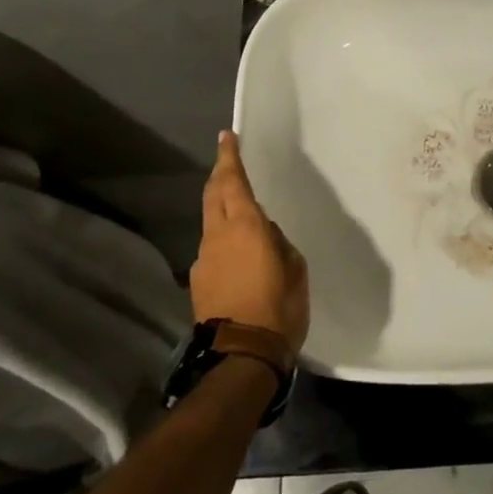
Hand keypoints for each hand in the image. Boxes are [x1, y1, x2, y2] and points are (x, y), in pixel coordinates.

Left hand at [191, 131, 309, 352]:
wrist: (242, 355)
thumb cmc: (279, 308)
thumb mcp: (295, 269)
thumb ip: (279, 243)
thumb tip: (265, 234)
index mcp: (246, 227)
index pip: (233, 182)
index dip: (229, 158)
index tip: (227, 137)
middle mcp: (218, 236)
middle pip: (213, 195)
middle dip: (220, 175)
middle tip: (228, 162)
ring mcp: (203, 259)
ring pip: (210, 223)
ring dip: (221, 210)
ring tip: (240, 215)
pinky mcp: (197, 281)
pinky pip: (212, 249)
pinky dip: (222, 241)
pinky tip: (237, 258)